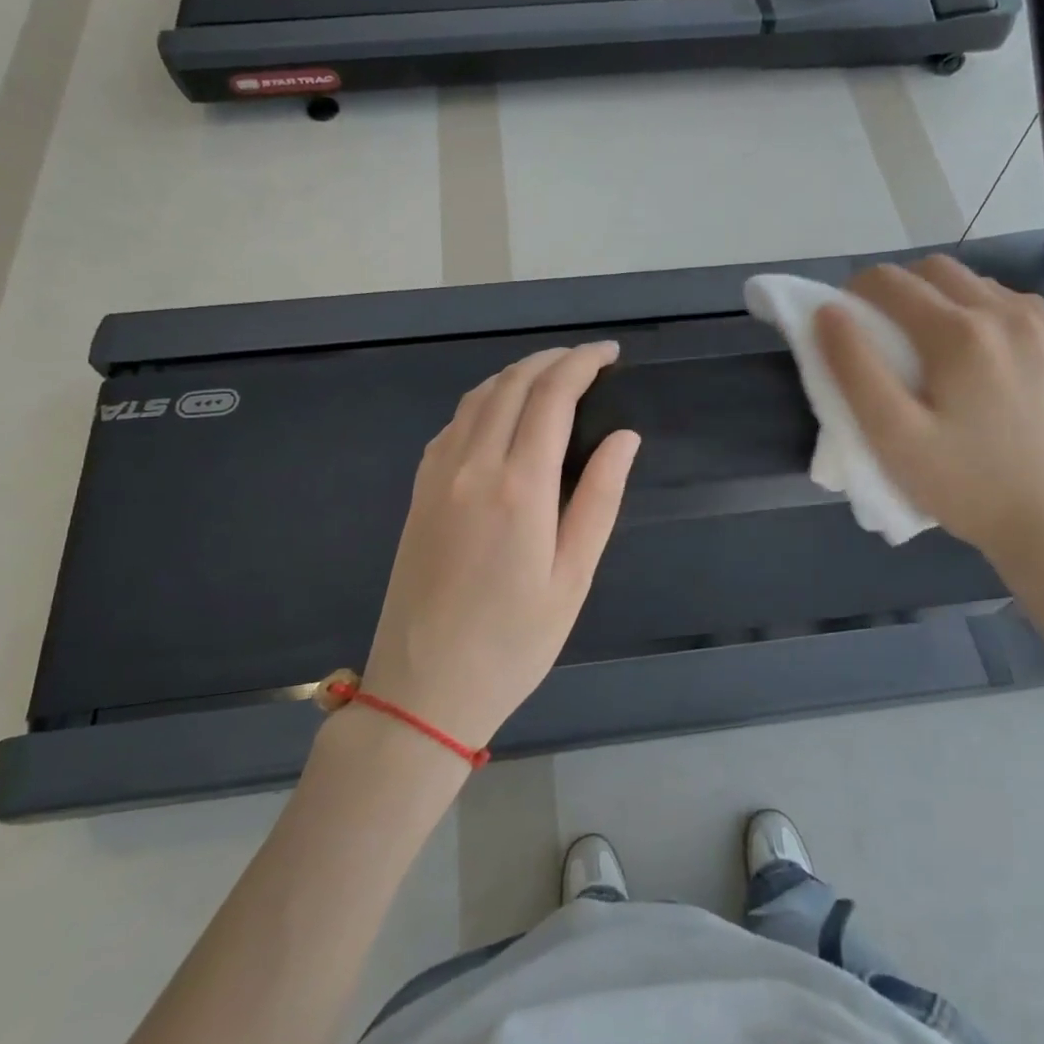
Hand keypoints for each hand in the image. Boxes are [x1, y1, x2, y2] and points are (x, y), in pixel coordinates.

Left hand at [362, 343, 639, 751]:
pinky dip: (485, 400)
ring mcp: (438, 475)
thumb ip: (600, 499)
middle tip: (588, 359)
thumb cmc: (513, 642)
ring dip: (517, 373)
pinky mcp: (419, 490)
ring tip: (552, 375)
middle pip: (513, 384)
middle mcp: (472, 465)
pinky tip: (503, 413)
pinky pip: (454, 423)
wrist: (423, 689)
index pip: (552, 396)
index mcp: (519, 485)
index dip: (583, 364)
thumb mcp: (572, 577)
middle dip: (553, 359)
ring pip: (479, 397)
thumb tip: (624, 437)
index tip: (610, 354)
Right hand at [815, 255, 1043, 566]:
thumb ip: (854, 368)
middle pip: (937, 270)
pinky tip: (985, 359)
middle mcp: (1008, 314)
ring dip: (946, 300)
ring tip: (936, 348)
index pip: (890, 281)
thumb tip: (828, 311)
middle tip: (887, 333)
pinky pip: (1019, 307)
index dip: (857, 292)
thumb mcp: (891, 435)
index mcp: (958, 332)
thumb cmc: (962, 485)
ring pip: (980, 284)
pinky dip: (988, 316)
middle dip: (901, 289)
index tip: (848, 322)